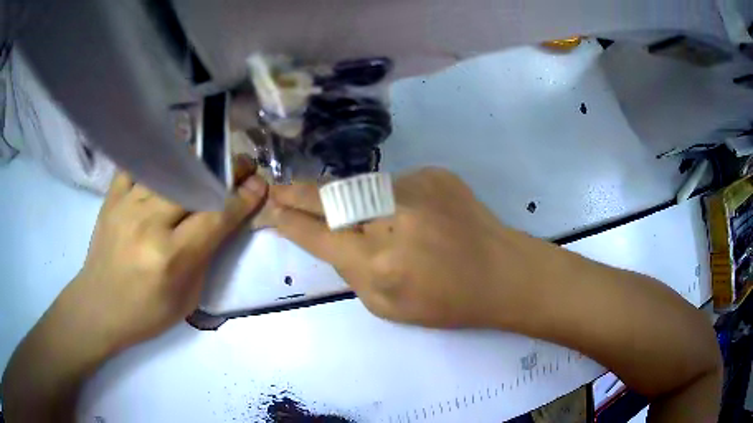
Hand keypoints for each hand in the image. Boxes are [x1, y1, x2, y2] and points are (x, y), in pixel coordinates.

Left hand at [69, 160, 267, 351]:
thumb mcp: (187, 298)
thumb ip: (206, 257)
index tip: (259, 184)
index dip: (241, 199)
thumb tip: (225, 221)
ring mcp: (127, 205)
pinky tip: (170, 160)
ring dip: (196, 162)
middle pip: (194, 184)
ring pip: (169, 168)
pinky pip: (139, 165)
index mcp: (171, 257)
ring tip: (210, 161)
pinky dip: (158, 159)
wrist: (99, 307)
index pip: (215, 218)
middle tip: (242, 166)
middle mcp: (148, 224)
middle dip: (225, 172)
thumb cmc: (146, 314)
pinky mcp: (112, 197)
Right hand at [269, 168, 550, 328]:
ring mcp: (415, 188)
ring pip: (362, 190)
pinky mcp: (434, 173)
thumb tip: (329, 237)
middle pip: (329, 199)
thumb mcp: (388, 304)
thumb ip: (351, 271)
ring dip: (354, 203)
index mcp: (378, 264)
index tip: (271, 211)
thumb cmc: (447, 302)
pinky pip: (396, 186)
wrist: (503, 272)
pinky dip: (395, 202)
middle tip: (276, 188)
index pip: (317, 235)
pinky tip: (418, 221)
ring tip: (380, 226)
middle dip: (298, 194)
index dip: (290, 222)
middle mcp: (391, 218)